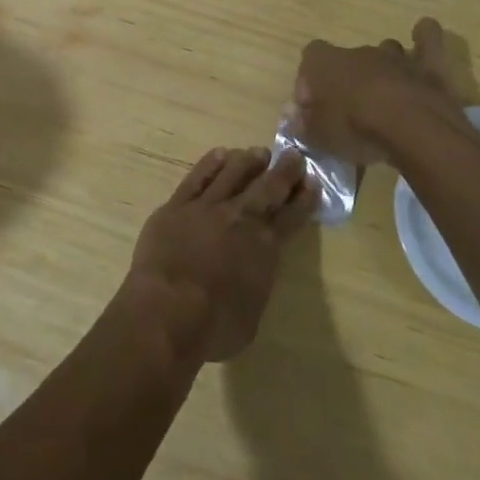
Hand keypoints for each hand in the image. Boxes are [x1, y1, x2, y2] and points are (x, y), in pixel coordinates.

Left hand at [123, 147, 312, 362]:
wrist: (167, 310)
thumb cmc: (215, 326)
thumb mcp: (252, 314)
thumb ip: (256, 284)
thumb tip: (253, 273)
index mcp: (265, 246)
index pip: (292, 215)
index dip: (304, 198)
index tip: (312, 182)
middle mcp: (241, 218)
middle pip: (268, 186)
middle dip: (284, 170)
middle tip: (293, 155)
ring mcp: (207, 207)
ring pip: (233, 173)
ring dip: (248, 161)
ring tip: (257, 153)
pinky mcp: (177, 205)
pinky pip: (198, 176)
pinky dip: (211, 164)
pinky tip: (220, 154)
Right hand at [291, 18, 470, 164]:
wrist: (410, 129)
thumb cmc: (355, 129)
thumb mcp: (319, 136)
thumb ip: (304, 124)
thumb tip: (296, 116)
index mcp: (326, 63)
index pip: (310, 58)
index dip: (310, 81)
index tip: (313, 107)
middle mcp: (359, 52)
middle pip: (348, 59)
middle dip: (348, 80)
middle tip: (351, 112)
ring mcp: (395, 56)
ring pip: (385, 49)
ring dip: (384, 66)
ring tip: (386, 94)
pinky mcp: (428, 64)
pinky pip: (427, 38)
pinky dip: (424, 37)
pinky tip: (422, 38)